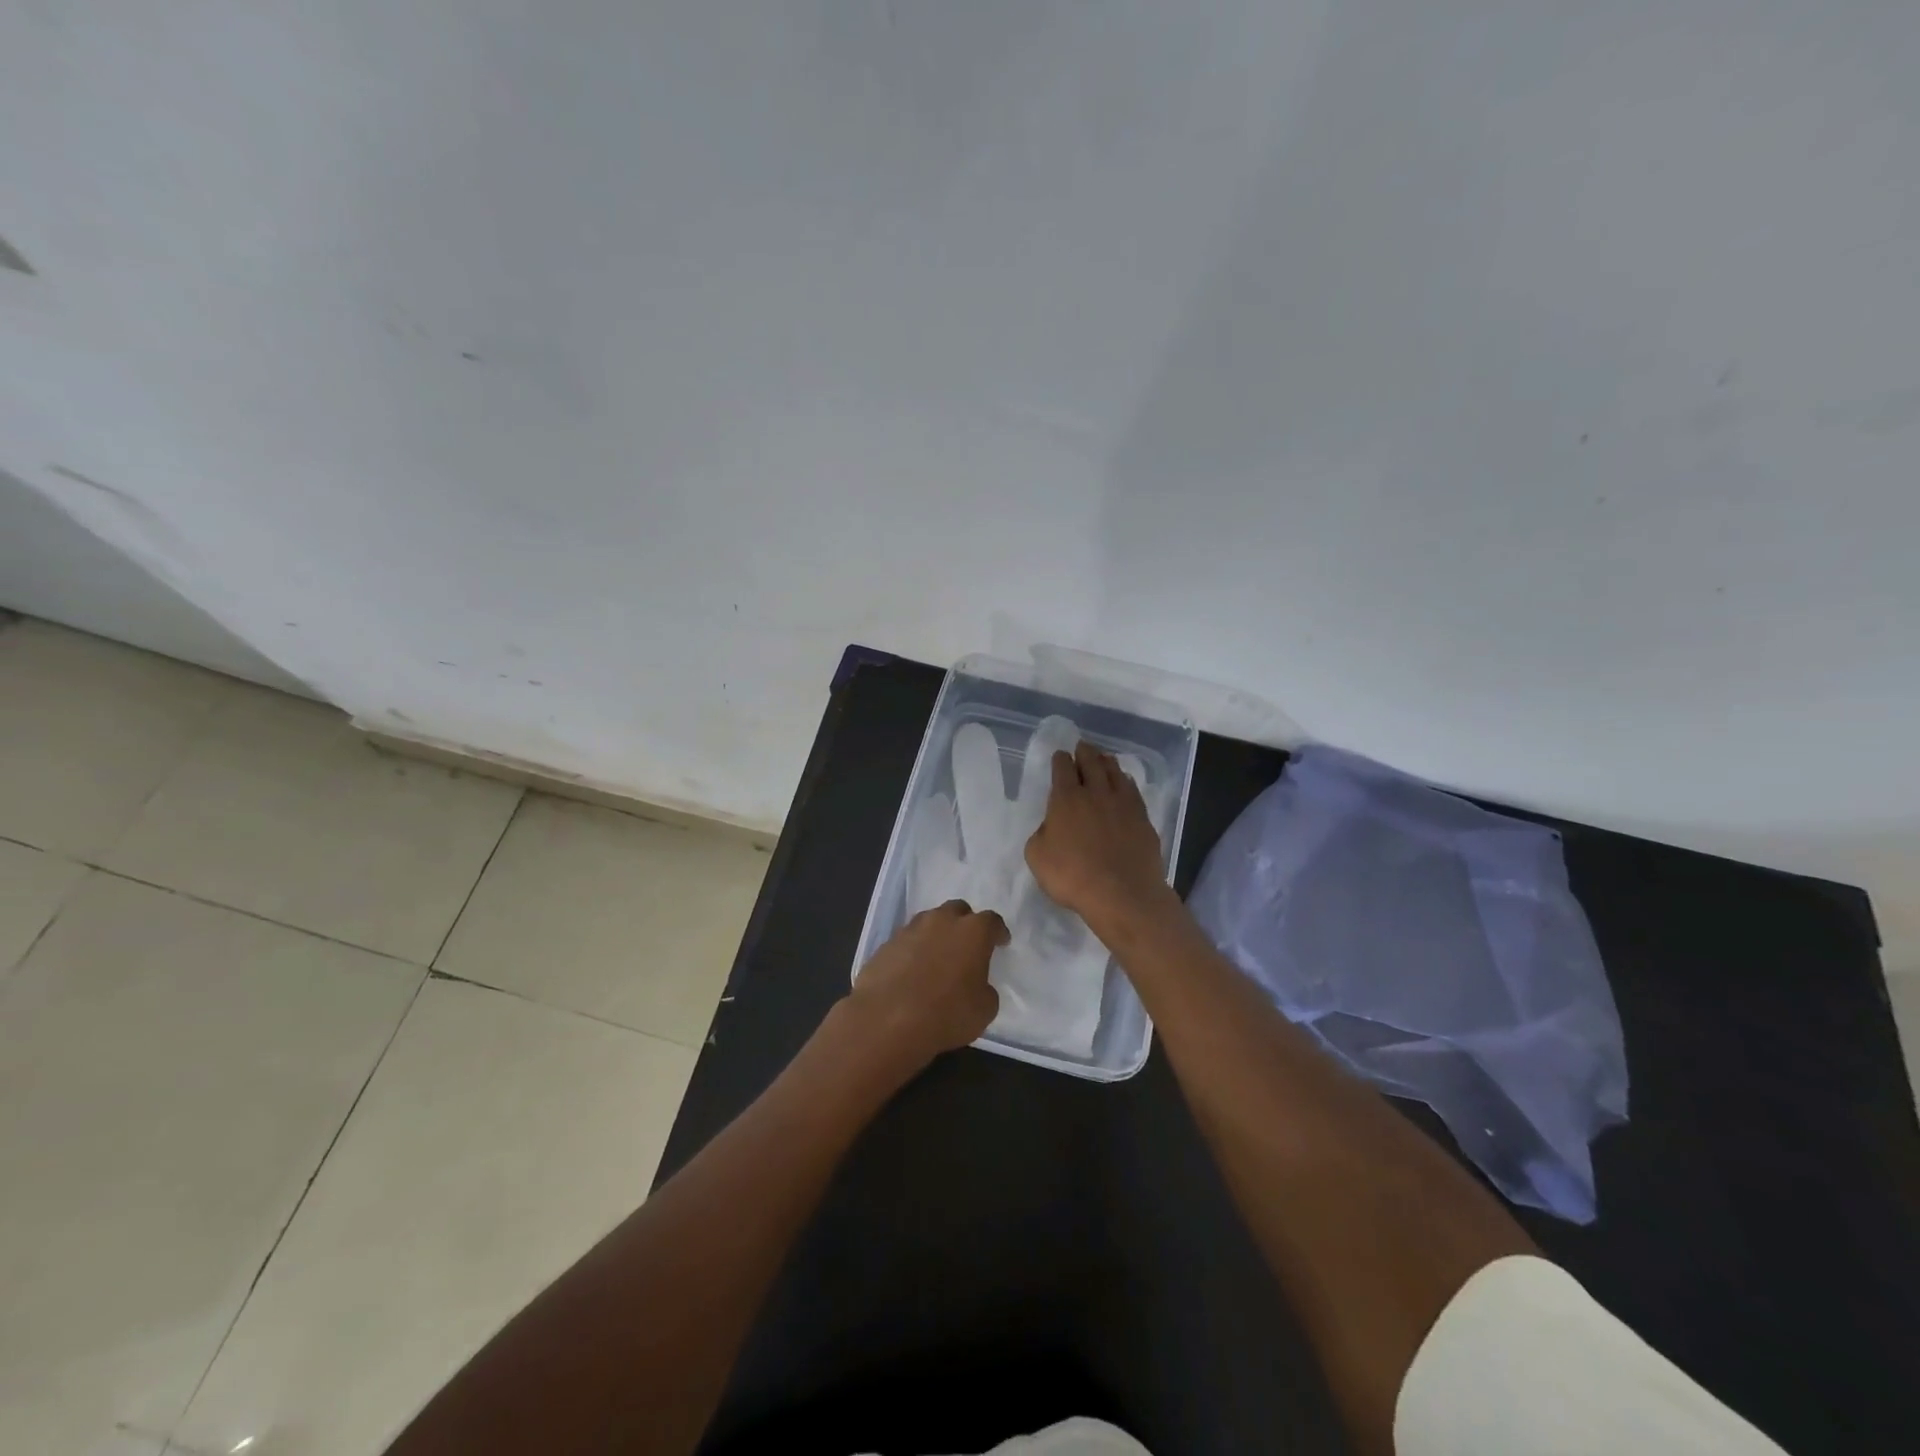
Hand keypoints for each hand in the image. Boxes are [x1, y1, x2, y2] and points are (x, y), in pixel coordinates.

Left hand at [846, 900, 1006, 1071]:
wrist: (886, 1022)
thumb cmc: (946, 1015)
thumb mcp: (984, 1010)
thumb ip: (985, 988)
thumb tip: (976, 984)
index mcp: (972, 932)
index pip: (992, 921)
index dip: (998, 932)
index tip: (1001, 943)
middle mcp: (941, 921)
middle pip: (958, 910)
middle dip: (965, 923)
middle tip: (967, 945)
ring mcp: (910, 929)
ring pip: (929, 921)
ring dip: (937, 934)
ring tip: (938, 957)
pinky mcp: (886, 944)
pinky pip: (907, 940)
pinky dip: (914, 950)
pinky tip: (913, 970)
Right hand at [1025, 741, 1174, 935]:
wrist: (1122, 894)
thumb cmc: (1072, 876)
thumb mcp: (1037, 857)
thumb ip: (1041, 834)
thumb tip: (1050, 825)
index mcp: (1066, 799)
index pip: (1063, 769)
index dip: (1060, 760)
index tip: (1060, 755)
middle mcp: (1096, 793)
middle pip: (1091, 763)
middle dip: (1085, 752)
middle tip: (1082, 747)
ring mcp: (1123, 804)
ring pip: (1115, 772)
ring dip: (1107, 762)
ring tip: (1104, 758)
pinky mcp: (1143, 818)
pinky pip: (1133, 791)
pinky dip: (1126, 782)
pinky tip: (1125, 784)